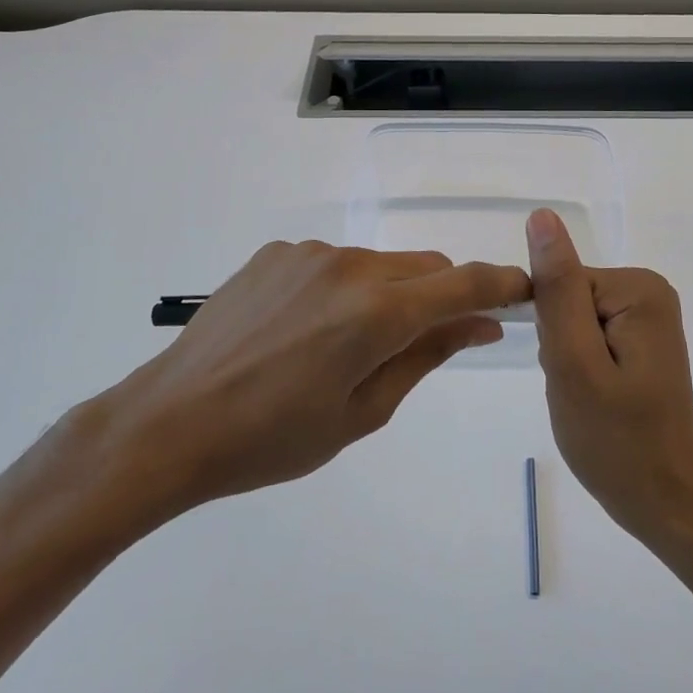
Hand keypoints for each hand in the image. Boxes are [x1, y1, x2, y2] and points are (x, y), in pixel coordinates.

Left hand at [76, 241, 531, 539]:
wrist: (170, 422)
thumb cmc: (273, 439)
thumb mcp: (363, 413)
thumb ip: (427, 356)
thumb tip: (480, 324)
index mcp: (378, 312)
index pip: (464, 283)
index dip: (502, 284)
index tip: (523, 292)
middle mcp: (350, 266)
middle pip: (426, 267)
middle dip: (442, 296)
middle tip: (426, 342)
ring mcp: (309, 253)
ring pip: (381, 264)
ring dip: (389, 293)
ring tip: (346, 345)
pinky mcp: (276, 252)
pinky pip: (333, 263)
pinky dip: (344, 288)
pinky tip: (305, 329)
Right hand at [525, 208, 692, 552]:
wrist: (664, 503)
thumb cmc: (615, 440)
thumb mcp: (574, 361)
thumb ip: (557, 288)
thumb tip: (542, 217)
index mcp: (638, 290)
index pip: (562, 284)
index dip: (550, 330)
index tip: (566, 372)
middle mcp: (650, 293)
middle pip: (569, 299)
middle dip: (559, 346)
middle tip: (579, 391)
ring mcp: (649, 319)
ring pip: (574, 322)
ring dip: (567, 360)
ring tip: (588, 399)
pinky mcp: (643, 343)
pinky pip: (590, 338)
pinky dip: (581, 368)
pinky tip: (597, 399)